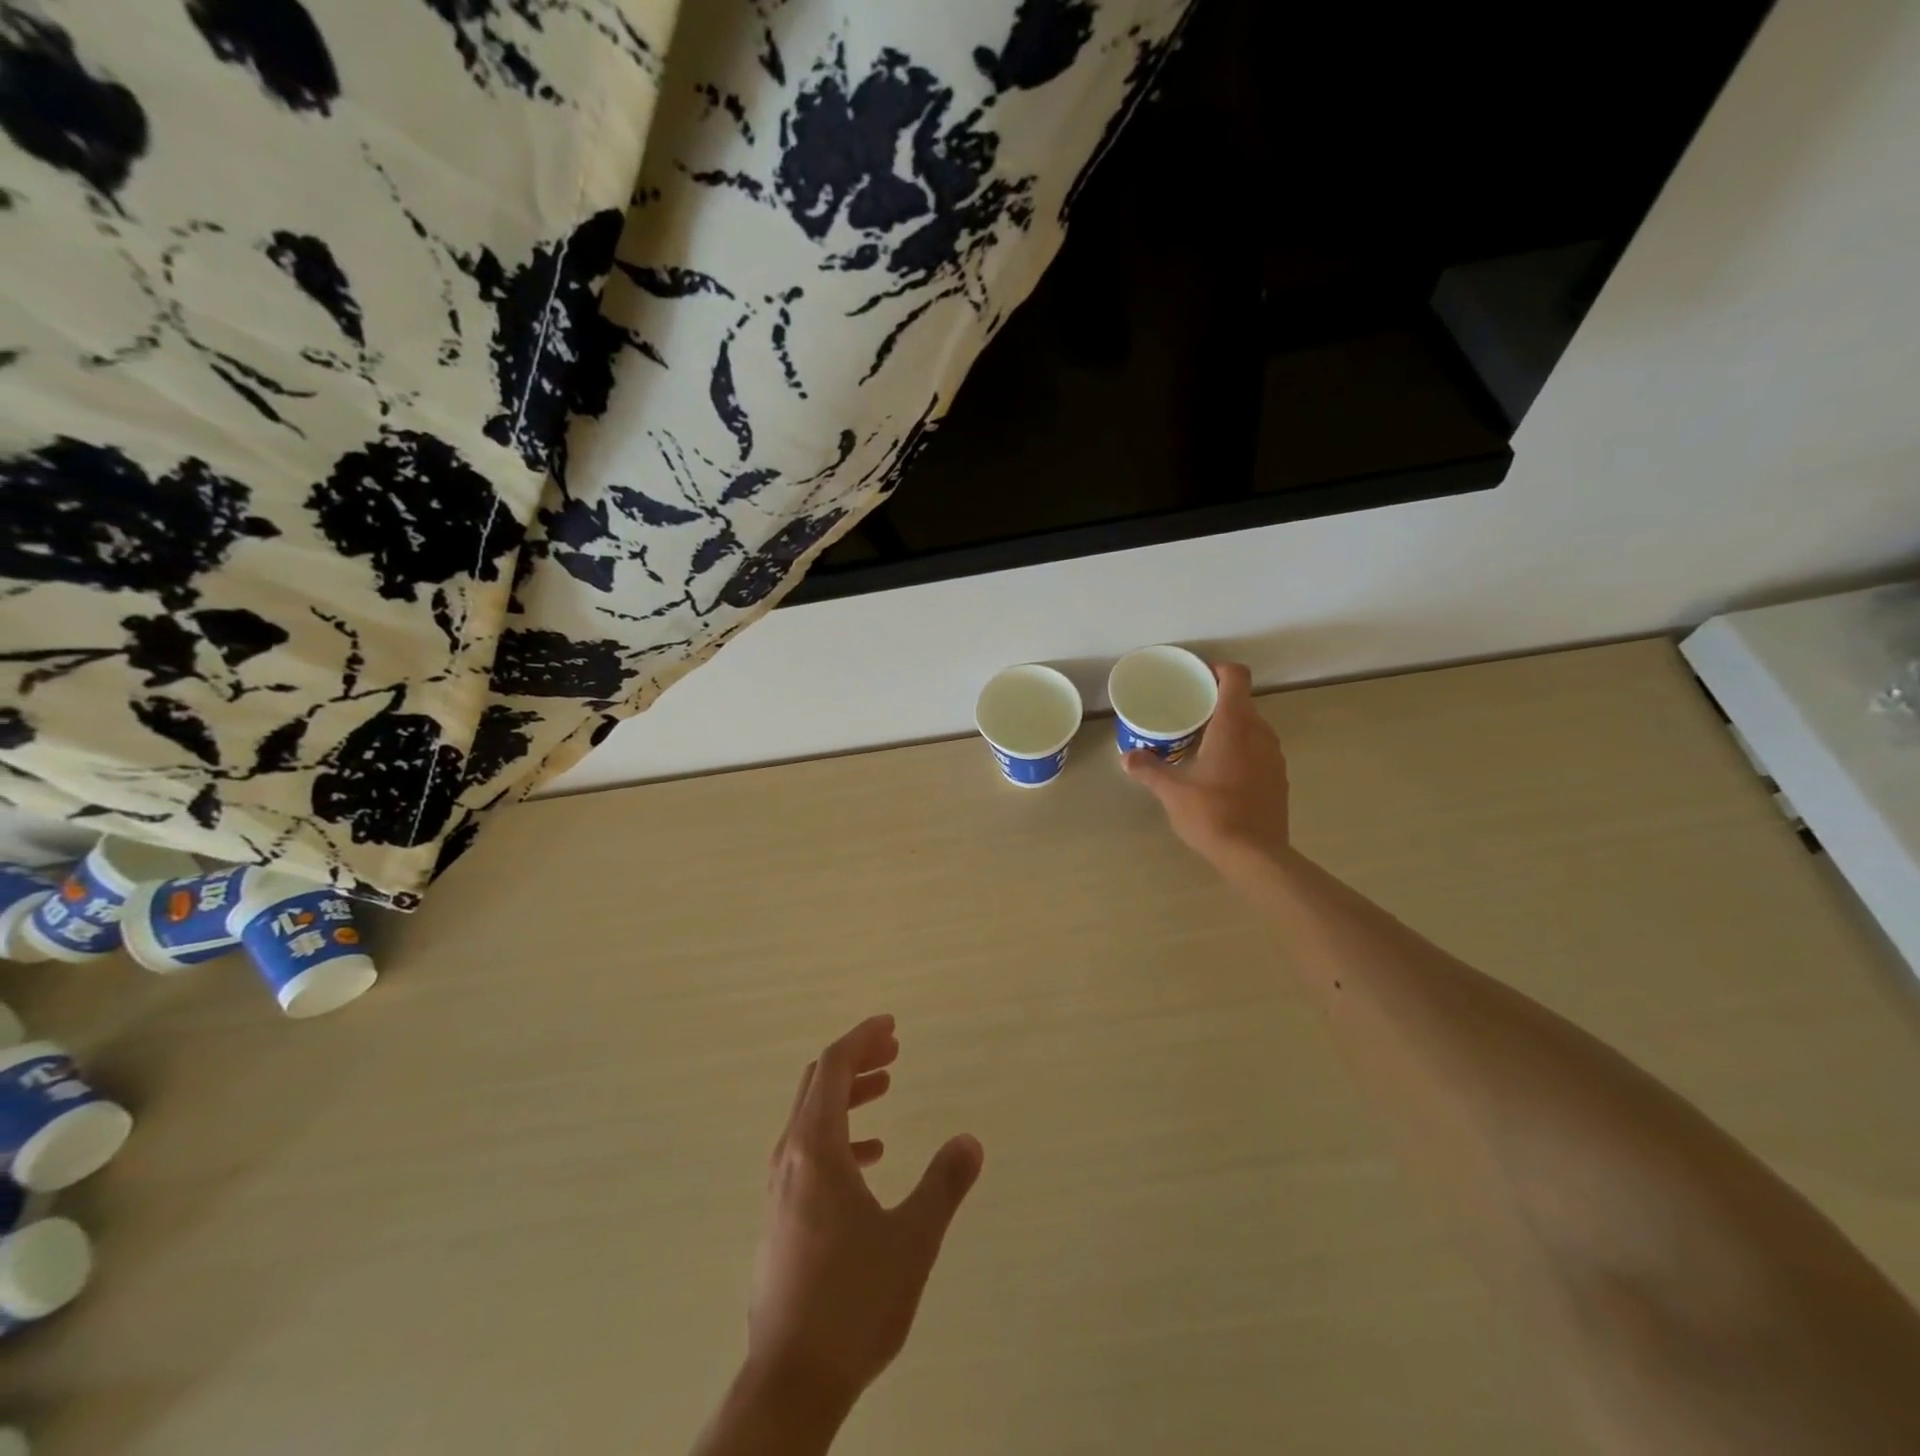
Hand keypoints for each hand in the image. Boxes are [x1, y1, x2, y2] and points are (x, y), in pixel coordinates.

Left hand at [747, 1015, 983, 1413]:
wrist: (791, 1381)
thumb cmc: (854, 1301)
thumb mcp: (913, 1238)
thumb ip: (944, 1183)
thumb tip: (970, 1140)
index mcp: (815, 1147)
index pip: (834, 1066)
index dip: (862, 1037)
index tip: (892, 1025)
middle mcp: (789, 1157)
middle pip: (819, 1083)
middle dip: (857, 1059)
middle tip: (895, 1051)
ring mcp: (780, 1188)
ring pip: (811, 1117)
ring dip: (849, 1095)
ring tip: (887, 1089)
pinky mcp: (781, 1216)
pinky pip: (809, 1152)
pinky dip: (840, 1135)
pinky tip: (870, 1158)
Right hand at [1124, 662, 1292, 869]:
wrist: (1256, 856)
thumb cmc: (1212, 814)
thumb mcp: (1171, 791)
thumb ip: (1148, 769)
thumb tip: (1127, 757)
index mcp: (1234, 726)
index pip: (1236, 677)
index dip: (1218, 670)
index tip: (1197, 677)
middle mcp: (1260, 733)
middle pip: (1242, 702)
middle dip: (1217, 702)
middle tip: (1188, 713)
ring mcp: (1274, 757)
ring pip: (1253, 727)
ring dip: (1231, 727)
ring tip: (1202, 742)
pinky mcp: (1278, 778)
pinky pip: (1259, 750)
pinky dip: (1242, 750)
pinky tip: (1220, 772)